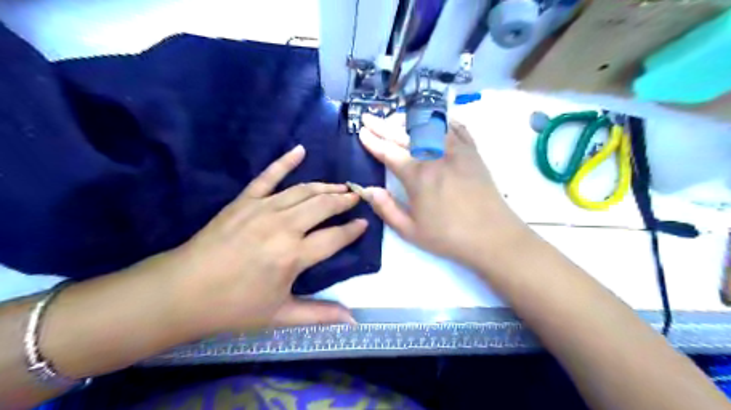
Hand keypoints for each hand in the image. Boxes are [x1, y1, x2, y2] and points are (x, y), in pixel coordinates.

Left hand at [163, 146, 361, 336]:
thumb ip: (320, 314)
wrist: (183, 291)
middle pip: (323, 206)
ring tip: (340, 186)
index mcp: (293, 255)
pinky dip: (285, 161)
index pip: (335, 237)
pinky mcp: (244, 200)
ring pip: (303, 190)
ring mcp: (263, 208)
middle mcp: (283, 226)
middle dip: (344, 200)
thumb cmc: (234, 306)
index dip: (353, 230)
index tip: (365, 223)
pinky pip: (268, 176)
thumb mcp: (281, 314)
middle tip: (357, 197)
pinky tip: (300, 150)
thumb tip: (353, 320)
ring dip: (325, 186)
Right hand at [360, 114, 526, 266]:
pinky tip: (434, 121)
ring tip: (397, 118)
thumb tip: (367, 189)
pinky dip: (441, 121)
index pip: (389, 152)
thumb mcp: (411, 230)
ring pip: (429, 125)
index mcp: (418, 176)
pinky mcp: (472, 152)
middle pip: (404, 134)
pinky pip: (455, 127)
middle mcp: (435, 155)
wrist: (492, 236)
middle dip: (383, 125)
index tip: (361, 132)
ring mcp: (456, 150)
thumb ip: (386, 208)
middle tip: (369, 118)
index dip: (372, 142)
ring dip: (409, 119)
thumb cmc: (449, 236)